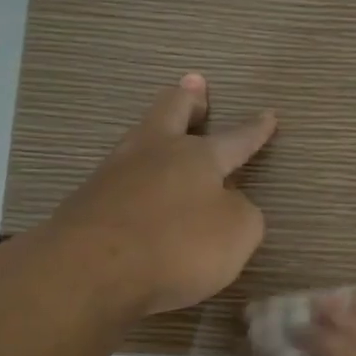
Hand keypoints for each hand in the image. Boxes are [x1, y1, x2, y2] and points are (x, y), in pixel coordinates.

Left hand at [45, 73, 276, 319]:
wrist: (89, 269)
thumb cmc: (177, 246)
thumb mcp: (237, 234)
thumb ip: (242, 214)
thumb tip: (227, 203)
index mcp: (198, 157)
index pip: (235, 139)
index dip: (254, 130)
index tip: (268, 114)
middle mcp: (154, 153)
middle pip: (170, 111)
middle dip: (188, 99)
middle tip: (195, 86)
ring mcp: (114, 174)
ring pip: (139, 139)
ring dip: (155, 132)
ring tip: (163, 134)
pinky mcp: (87, 202)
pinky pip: (119, 178)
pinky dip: (134, 176)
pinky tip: (136, 187)